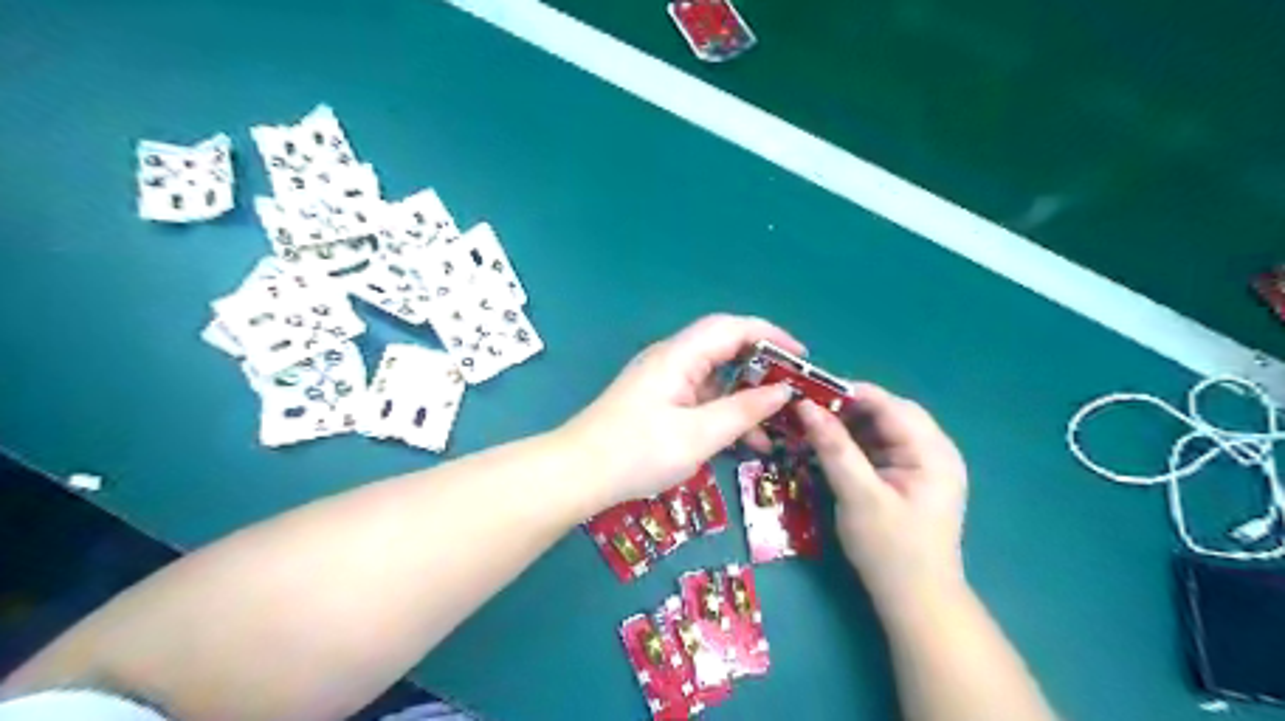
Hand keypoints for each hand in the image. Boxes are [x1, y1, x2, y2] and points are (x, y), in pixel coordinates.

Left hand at [563, 315, 800, 511]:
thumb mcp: (699, 435)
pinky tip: (745, 440)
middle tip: (795, 392)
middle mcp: (672, 360)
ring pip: (716, 378)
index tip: (802, 357)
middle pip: (726, 349)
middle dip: (763, 368)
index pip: (733, 328)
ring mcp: (664, 382)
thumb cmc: (638, 452)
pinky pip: (701, 398)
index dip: (771, 335)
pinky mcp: (659, 403)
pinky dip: (725, 412)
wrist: (578, 474)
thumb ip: (743, 410)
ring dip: (746, 397)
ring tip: (778, 426)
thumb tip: (782, 391)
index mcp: (680, 356)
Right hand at [801, 386, 968, 617]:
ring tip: (813, 427)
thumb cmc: (890, 550)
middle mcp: (934, 450)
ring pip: (883, 429)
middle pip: (888, 413)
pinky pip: (882, 448)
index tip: (807, 390)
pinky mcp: (911, 479)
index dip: (848, 392)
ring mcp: (925, 465)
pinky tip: (831, 448)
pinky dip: (856, 444)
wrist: (916, 602)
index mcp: (932, 451)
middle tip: (807, 411)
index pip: (889, 405)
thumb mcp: (858, 495)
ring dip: (850, 425)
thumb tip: (805, 406)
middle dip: (848, 408)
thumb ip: (834, 448)